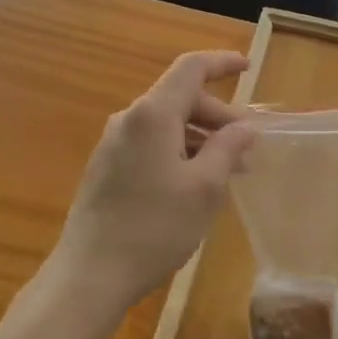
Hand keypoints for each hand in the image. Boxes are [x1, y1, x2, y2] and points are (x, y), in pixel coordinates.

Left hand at [49, 50, 253, 316]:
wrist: (89, 275)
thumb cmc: (154, 228)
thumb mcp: (204, 189)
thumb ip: (227, 149)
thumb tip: (244, 128)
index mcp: (152, 114)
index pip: (191, 68)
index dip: (222, 63)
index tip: (248, 68)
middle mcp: (129, 119)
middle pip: (180, 98)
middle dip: (218, 116)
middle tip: (247, 150)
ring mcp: (113, 144)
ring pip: (167, 124)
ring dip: (201, 138)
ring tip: (228, 172)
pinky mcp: (107, 168)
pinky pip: (151, 144)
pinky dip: (180, 151)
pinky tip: (196, 184)